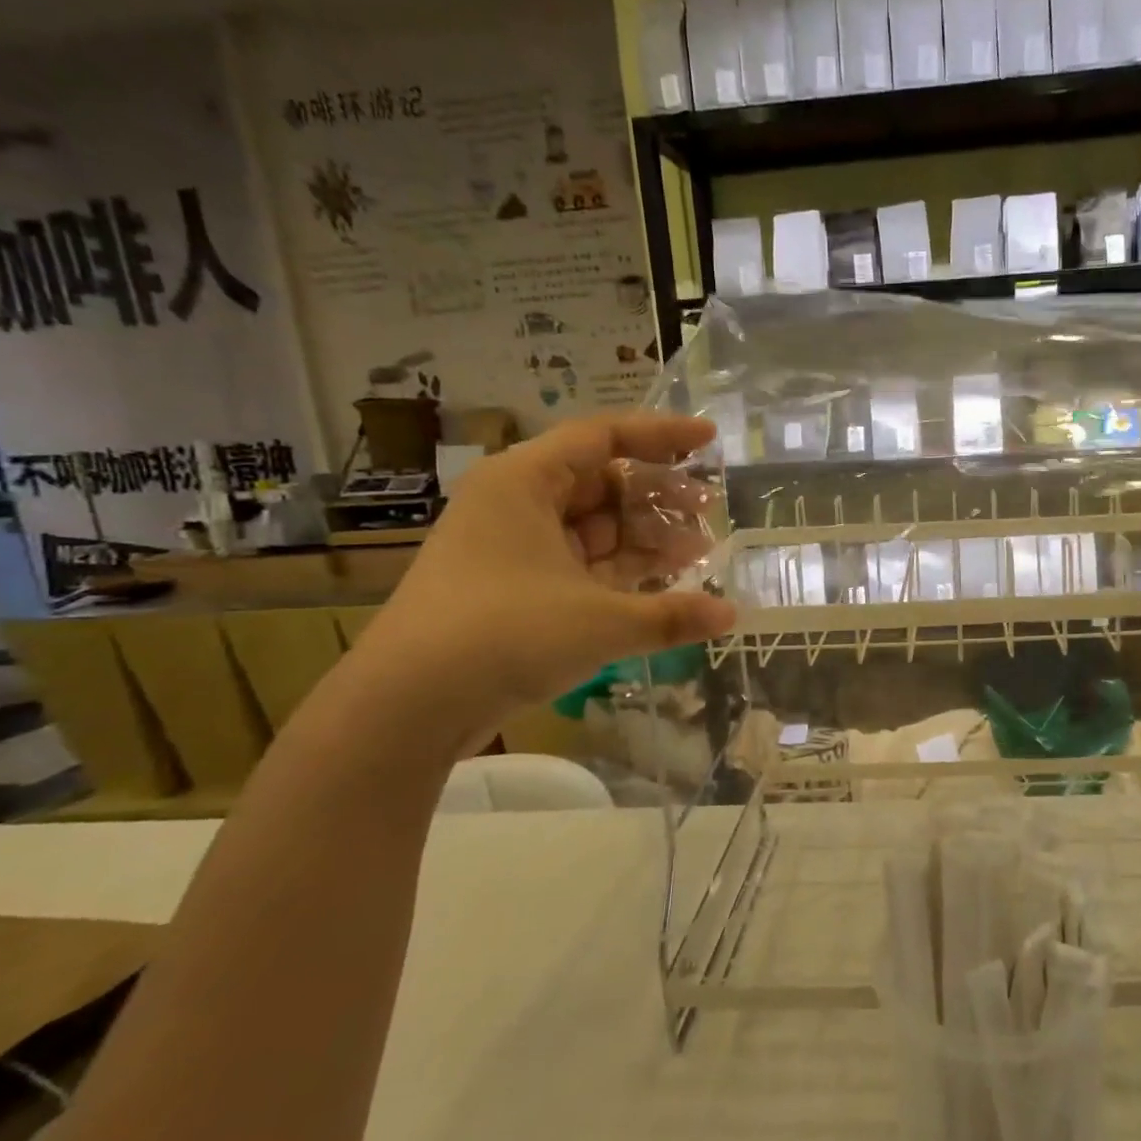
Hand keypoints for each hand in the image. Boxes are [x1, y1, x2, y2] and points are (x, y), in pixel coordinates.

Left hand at [353, 412, 735, 743]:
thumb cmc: (505, 635)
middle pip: (601, 482)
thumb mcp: (601, 621)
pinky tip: (661, 583)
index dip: (661, 435)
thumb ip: (672, 614)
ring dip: (645, 537)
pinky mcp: (514, 589)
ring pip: (593, 527)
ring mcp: (513, 548)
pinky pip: (580, 563)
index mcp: (525, 482)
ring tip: (698, 551)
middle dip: (659, 497)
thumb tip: (732, 615)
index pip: (603, 437)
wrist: (408, 705)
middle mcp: (516, 504)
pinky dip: (620, 570)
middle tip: (709, 510)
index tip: (707, 441)